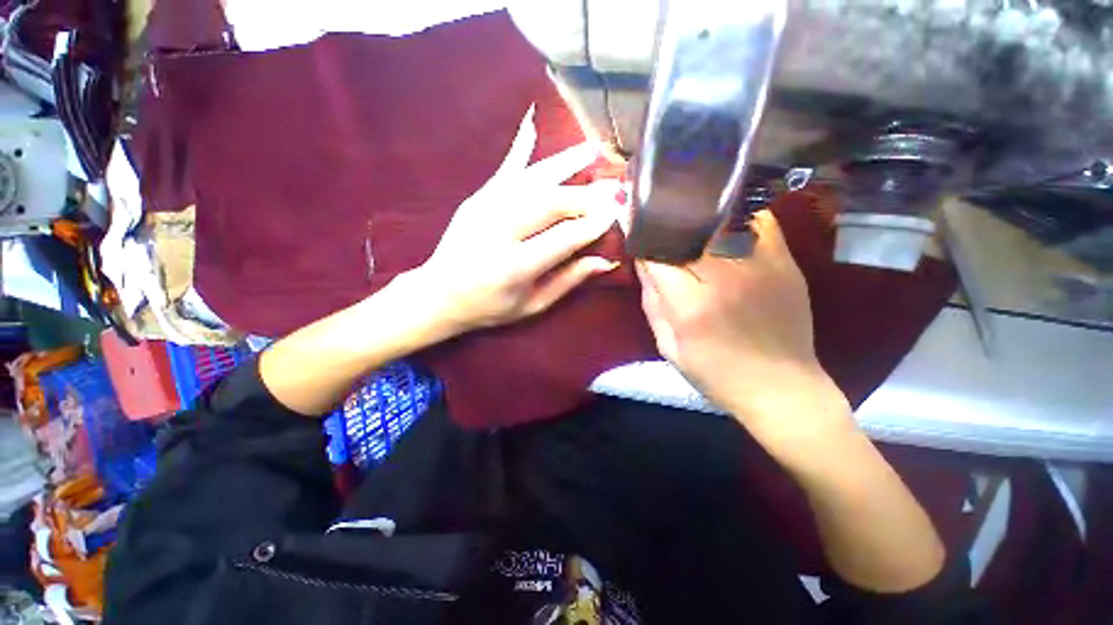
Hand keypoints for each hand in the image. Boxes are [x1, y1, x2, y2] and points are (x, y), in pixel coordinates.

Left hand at [409, 109, 619, 336]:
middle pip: (551, 203)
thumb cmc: (489, 307)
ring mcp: (484, 209)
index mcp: (514, 266)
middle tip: (613, 186)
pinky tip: (532, 122)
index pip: (564, 238)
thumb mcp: (532, 306)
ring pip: (532, 180)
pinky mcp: (476, 198)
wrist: (438, 294)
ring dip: (565, 163)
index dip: (594, 225)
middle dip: (586, 195)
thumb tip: (604, 261)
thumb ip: (568, 282)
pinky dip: (520, 147)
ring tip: (593, 149)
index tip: (617, 213)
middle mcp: (499, 231)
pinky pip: (503, 170)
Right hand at [636, 210, 852, 451]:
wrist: (780, 388)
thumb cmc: (716, 374)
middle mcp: (724, 279)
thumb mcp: (668, 347)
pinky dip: (739, 216)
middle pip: (685, 234)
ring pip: (721, 221)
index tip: (636, 233)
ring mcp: (759, 267)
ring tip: (687, 214)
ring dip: (699, 217)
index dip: (643, 242)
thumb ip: (652, 302)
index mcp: (690, 306)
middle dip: (666, 226)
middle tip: (657, 220)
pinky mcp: (785, 263)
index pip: (656, 257)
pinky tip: (726, 220)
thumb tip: (644, 262)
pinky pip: (760, 222)